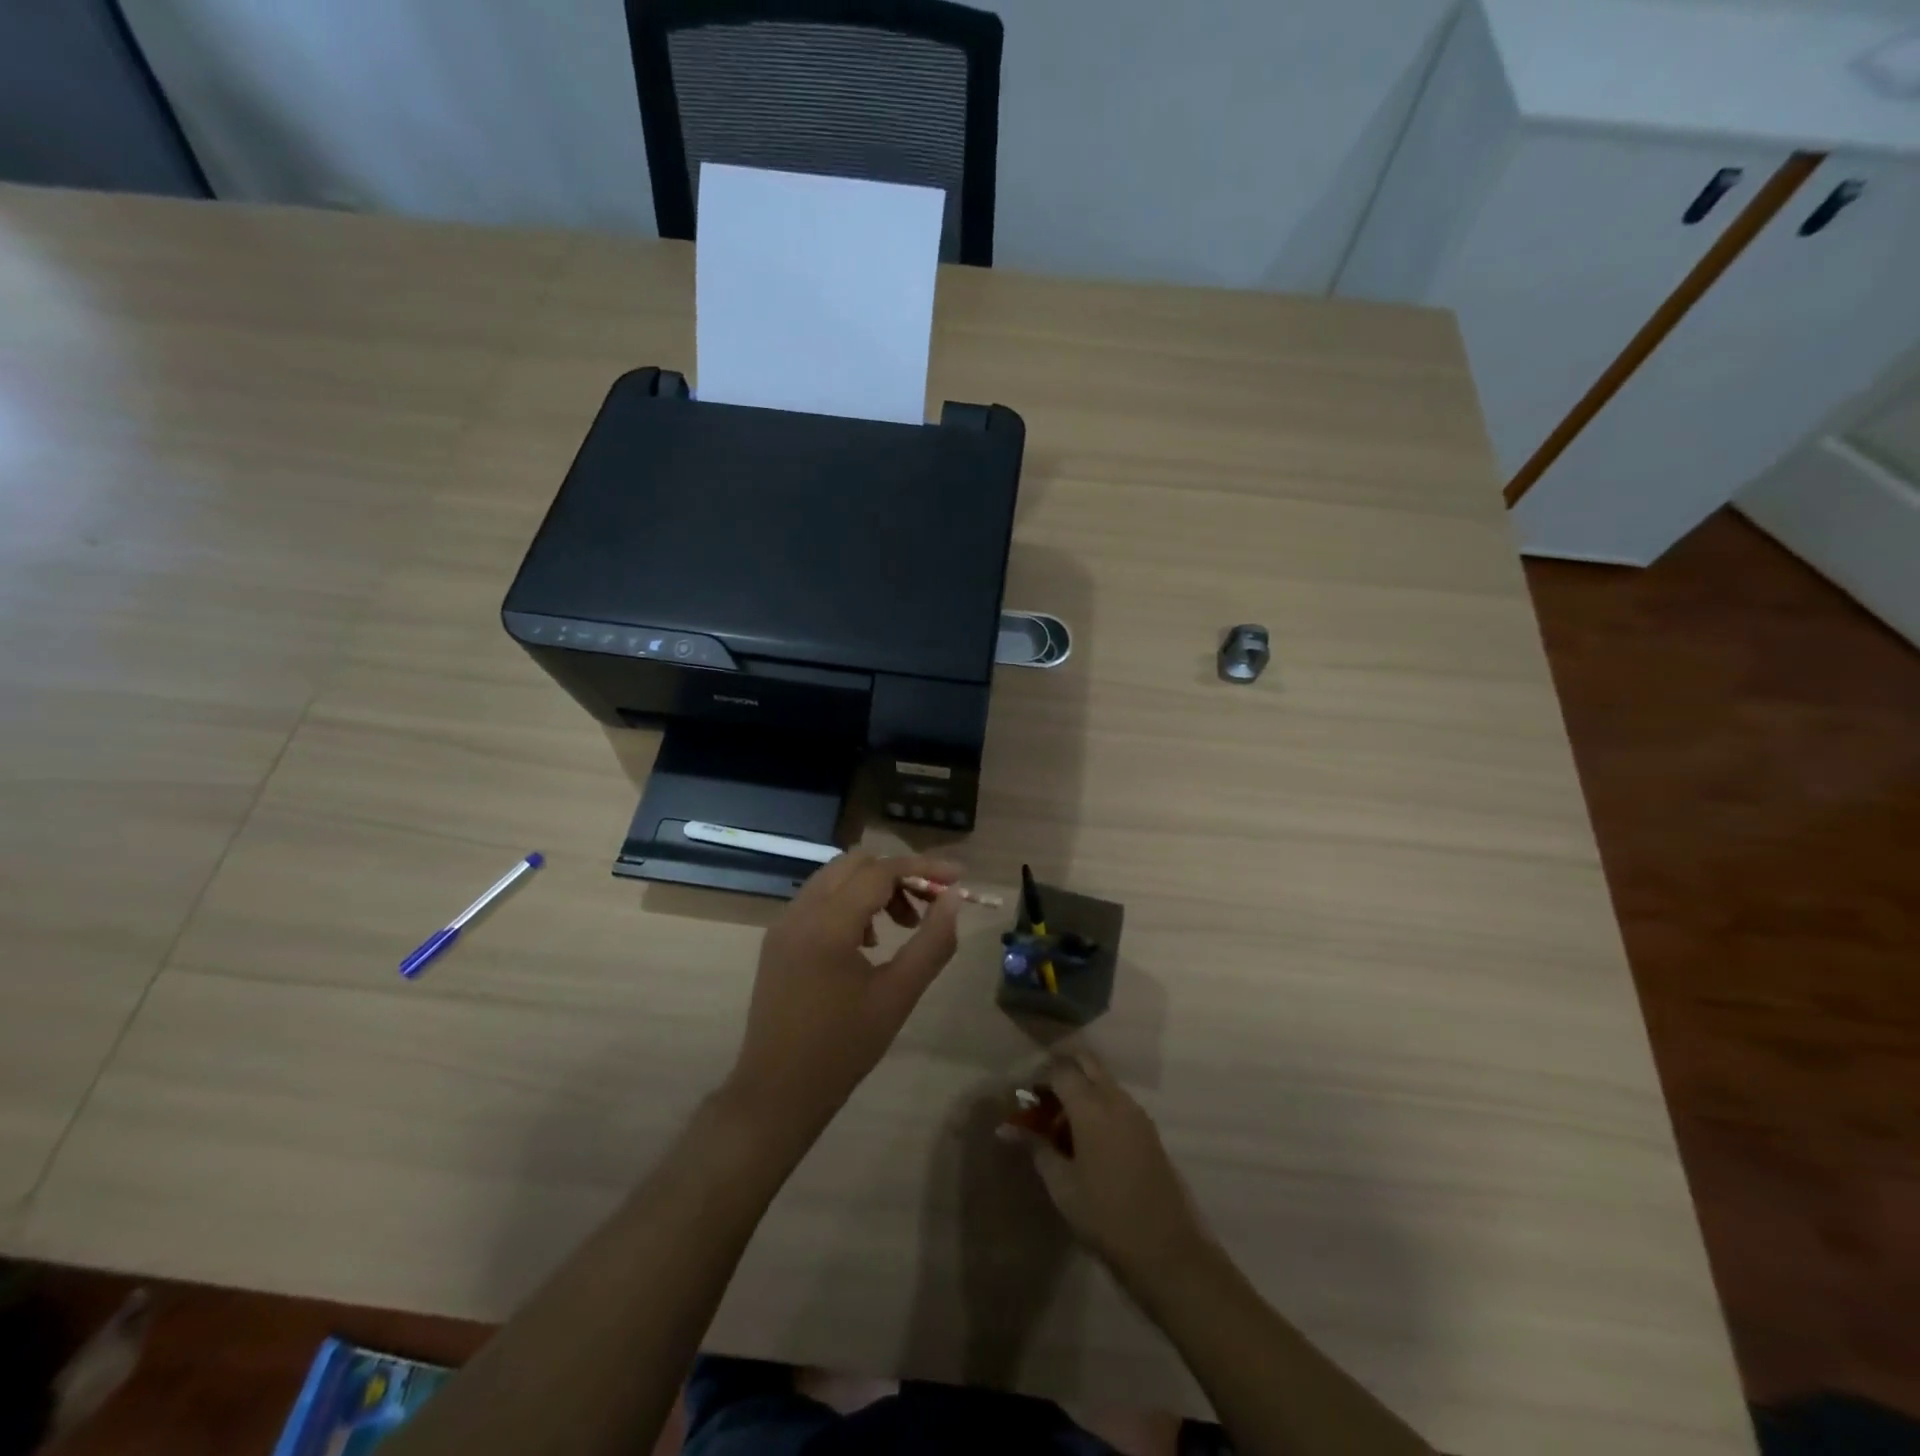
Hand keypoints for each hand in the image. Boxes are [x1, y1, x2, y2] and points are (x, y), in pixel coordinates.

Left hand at [726, 851, 964, 1147]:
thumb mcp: (898, 995)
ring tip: (901, 927)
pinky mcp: (777, 940)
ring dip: (872, 888)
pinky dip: (849, 903)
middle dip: (898, 875)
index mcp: (828, 923)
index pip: (881, 871)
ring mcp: (784, 924)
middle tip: (928, 905)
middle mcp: (800, 911)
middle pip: (855, 863)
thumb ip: (932, 942)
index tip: (957, 878)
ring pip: (835, 878)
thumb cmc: (843, 1048)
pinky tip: (867, 943)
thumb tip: (953, 899)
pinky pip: (818, 900)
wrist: (776, 1093)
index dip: (923, 869)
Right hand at [1012, 1052, 1212, 1282]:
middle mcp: (1116, 1099)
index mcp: (1091, 1106)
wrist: (1167, 1251)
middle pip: (1087, 1062)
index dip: (1039, 1077)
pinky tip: (1087, 1137)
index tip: (1024, 1096)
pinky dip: (1099, 1103)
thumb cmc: (1105, 1217)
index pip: (1060, 1070)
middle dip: (1063, 1068)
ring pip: (1104, 1080)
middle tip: (1043, 1095)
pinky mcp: (1149, 1130)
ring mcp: (1137, 1113)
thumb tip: (1006, 1129)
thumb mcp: (1062, 1185)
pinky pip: (1118, 1100)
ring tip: (1062, 1121)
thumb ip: (1036, 1148)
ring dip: (1083, 1086)